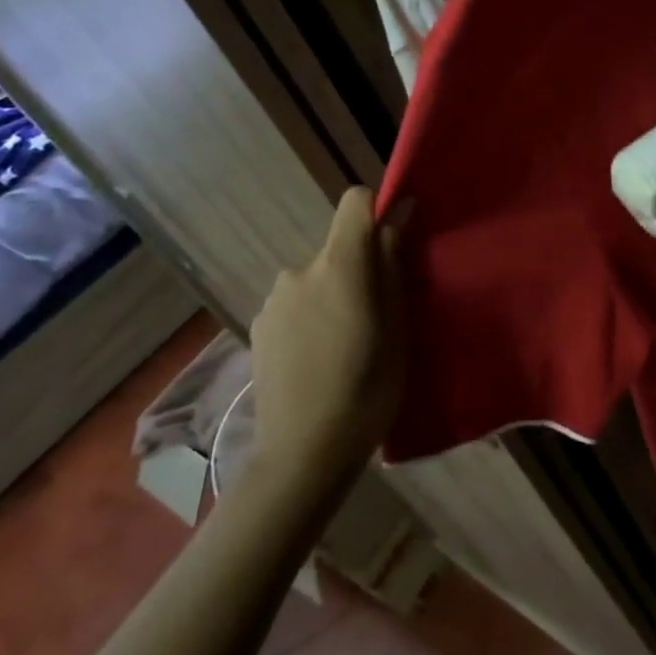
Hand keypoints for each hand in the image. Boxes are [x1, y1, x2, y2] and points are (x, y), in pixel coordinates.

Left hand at [247, 186, 405, 478]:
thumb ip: (392, 264)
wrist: (303, 453)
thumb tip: (397, 216)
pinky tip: (318, 358)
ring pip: (317, 277)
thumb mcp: (398, 326)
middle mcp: (299, 269)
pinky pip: (295, 302)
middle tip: (377, 315)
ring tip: (346, 343)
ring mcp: (273, 299)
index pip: (355, 201)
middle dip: (360, 267)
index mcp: (339, 265)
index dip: (378, 209)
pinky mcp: (257, 326)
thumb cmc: (368, 387)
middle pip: (338, 247)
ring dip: (333, 294)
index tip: (396, 239)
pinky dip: (311, 315)